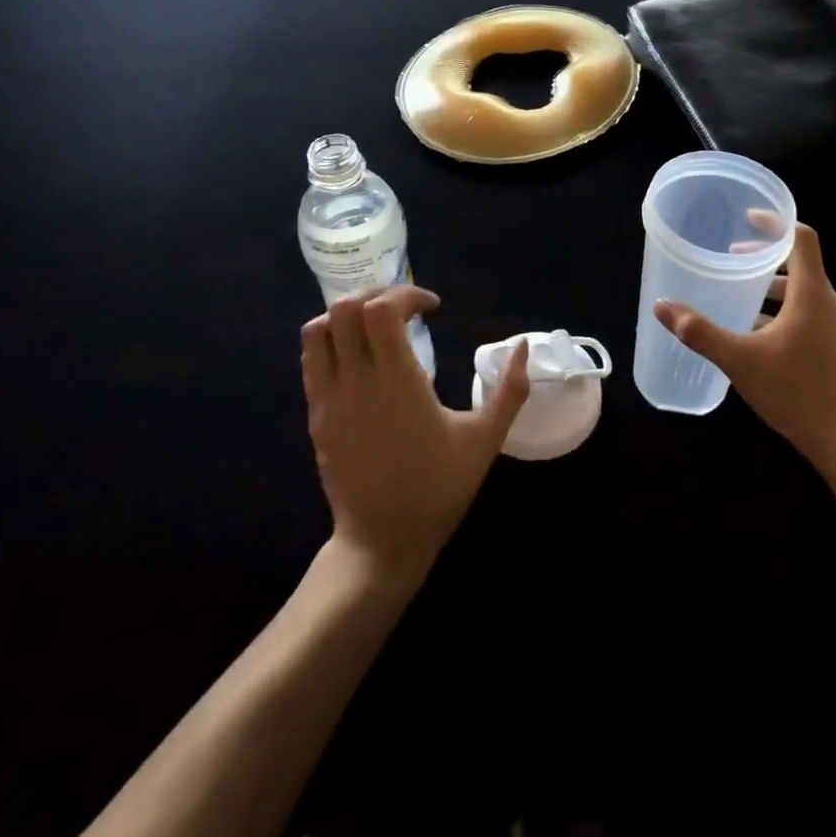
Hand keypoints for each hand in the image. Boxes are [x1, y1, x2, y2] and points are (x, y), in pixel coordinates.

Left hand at [301, 286, 528, 580]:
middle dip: (377, 294)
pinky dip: (332, 342)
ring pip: (317, 330)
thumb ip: (509, 390)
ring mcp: (329, 399)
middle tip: (404, 308)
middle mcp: (356, 382)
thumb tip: (524, 347)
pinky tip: (361, 357)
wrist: (382, 542)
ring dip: (347, 315)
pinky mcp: (316, 416)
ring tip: (377, 325)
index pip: (382, 310)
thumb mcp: (484, 439)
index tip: (433, 308)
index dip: (407, 294)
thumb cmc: (438, 488)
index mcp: (398, 382)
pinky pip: (311, 361)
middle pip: (345, 309)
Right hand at [655, 224, 835, 477]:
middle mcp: (827, 302)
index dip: (775, 223)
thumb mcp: (739, 359)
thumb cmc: (794, 392)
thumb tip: (662, 306)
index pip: (801, 238)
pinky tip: (753, 332)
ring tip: (737, 294)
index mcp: (812, 293)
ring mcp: (834, 326)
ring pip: (801, 290)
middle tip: (731, 259)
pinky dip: (779, 309)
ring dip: (770, 285)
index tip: (747, 218)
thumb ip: (700, 331)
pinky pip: (805, 312)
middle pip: (799, 262)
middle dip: (764, 256)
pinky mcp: (833, 346)